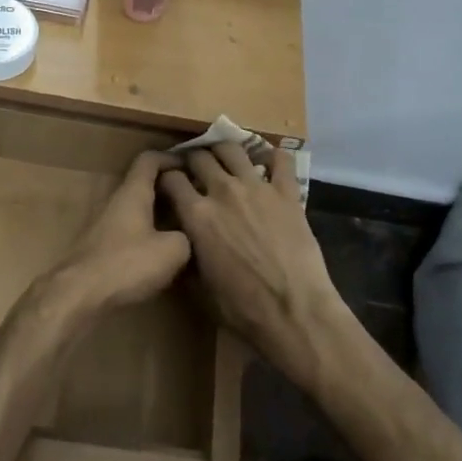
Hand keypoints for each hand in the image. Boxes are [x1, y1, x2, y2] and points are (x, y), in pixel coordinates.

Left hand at [44, 152, 190, 317]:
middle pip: (143, 184)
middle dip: (168, 188)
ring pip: (136, 209)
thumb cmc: (126, 264)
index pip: (149, 160)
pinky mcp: (100, 247)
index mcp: (133, 193)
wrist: (79, 294)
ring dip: (158, 213)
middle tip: (194, 199)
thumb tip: (186, 237)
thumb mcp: (172, 251)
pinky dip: (146, 233)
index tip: (192, 167)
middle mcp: (115, 202)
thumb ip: (186, 236)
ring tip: (184, 227)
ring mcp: (104, 225)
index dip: (171, 158)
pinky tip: (161, 253)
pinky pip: (129, 230)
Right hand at [158, 144, 351, 387]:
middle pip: (200, 157)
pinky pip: (280, 160)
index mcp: (197, 216)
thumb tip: (181, 244)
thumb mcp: (200, 288)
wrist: (294, 311)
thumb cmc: (243, 308)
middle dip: (193, 159)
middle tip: (196, 168)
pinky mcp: (287, 192)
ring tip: (225, 157)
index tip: (169, 182)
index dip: (167, 178)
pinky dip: (272, 156)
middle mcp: (223, 192)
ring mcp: (257, 188)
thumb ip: (187, 257)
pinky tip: (267, 161)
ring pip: (233, 149)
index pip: (171, 179)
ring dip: (224, 149)